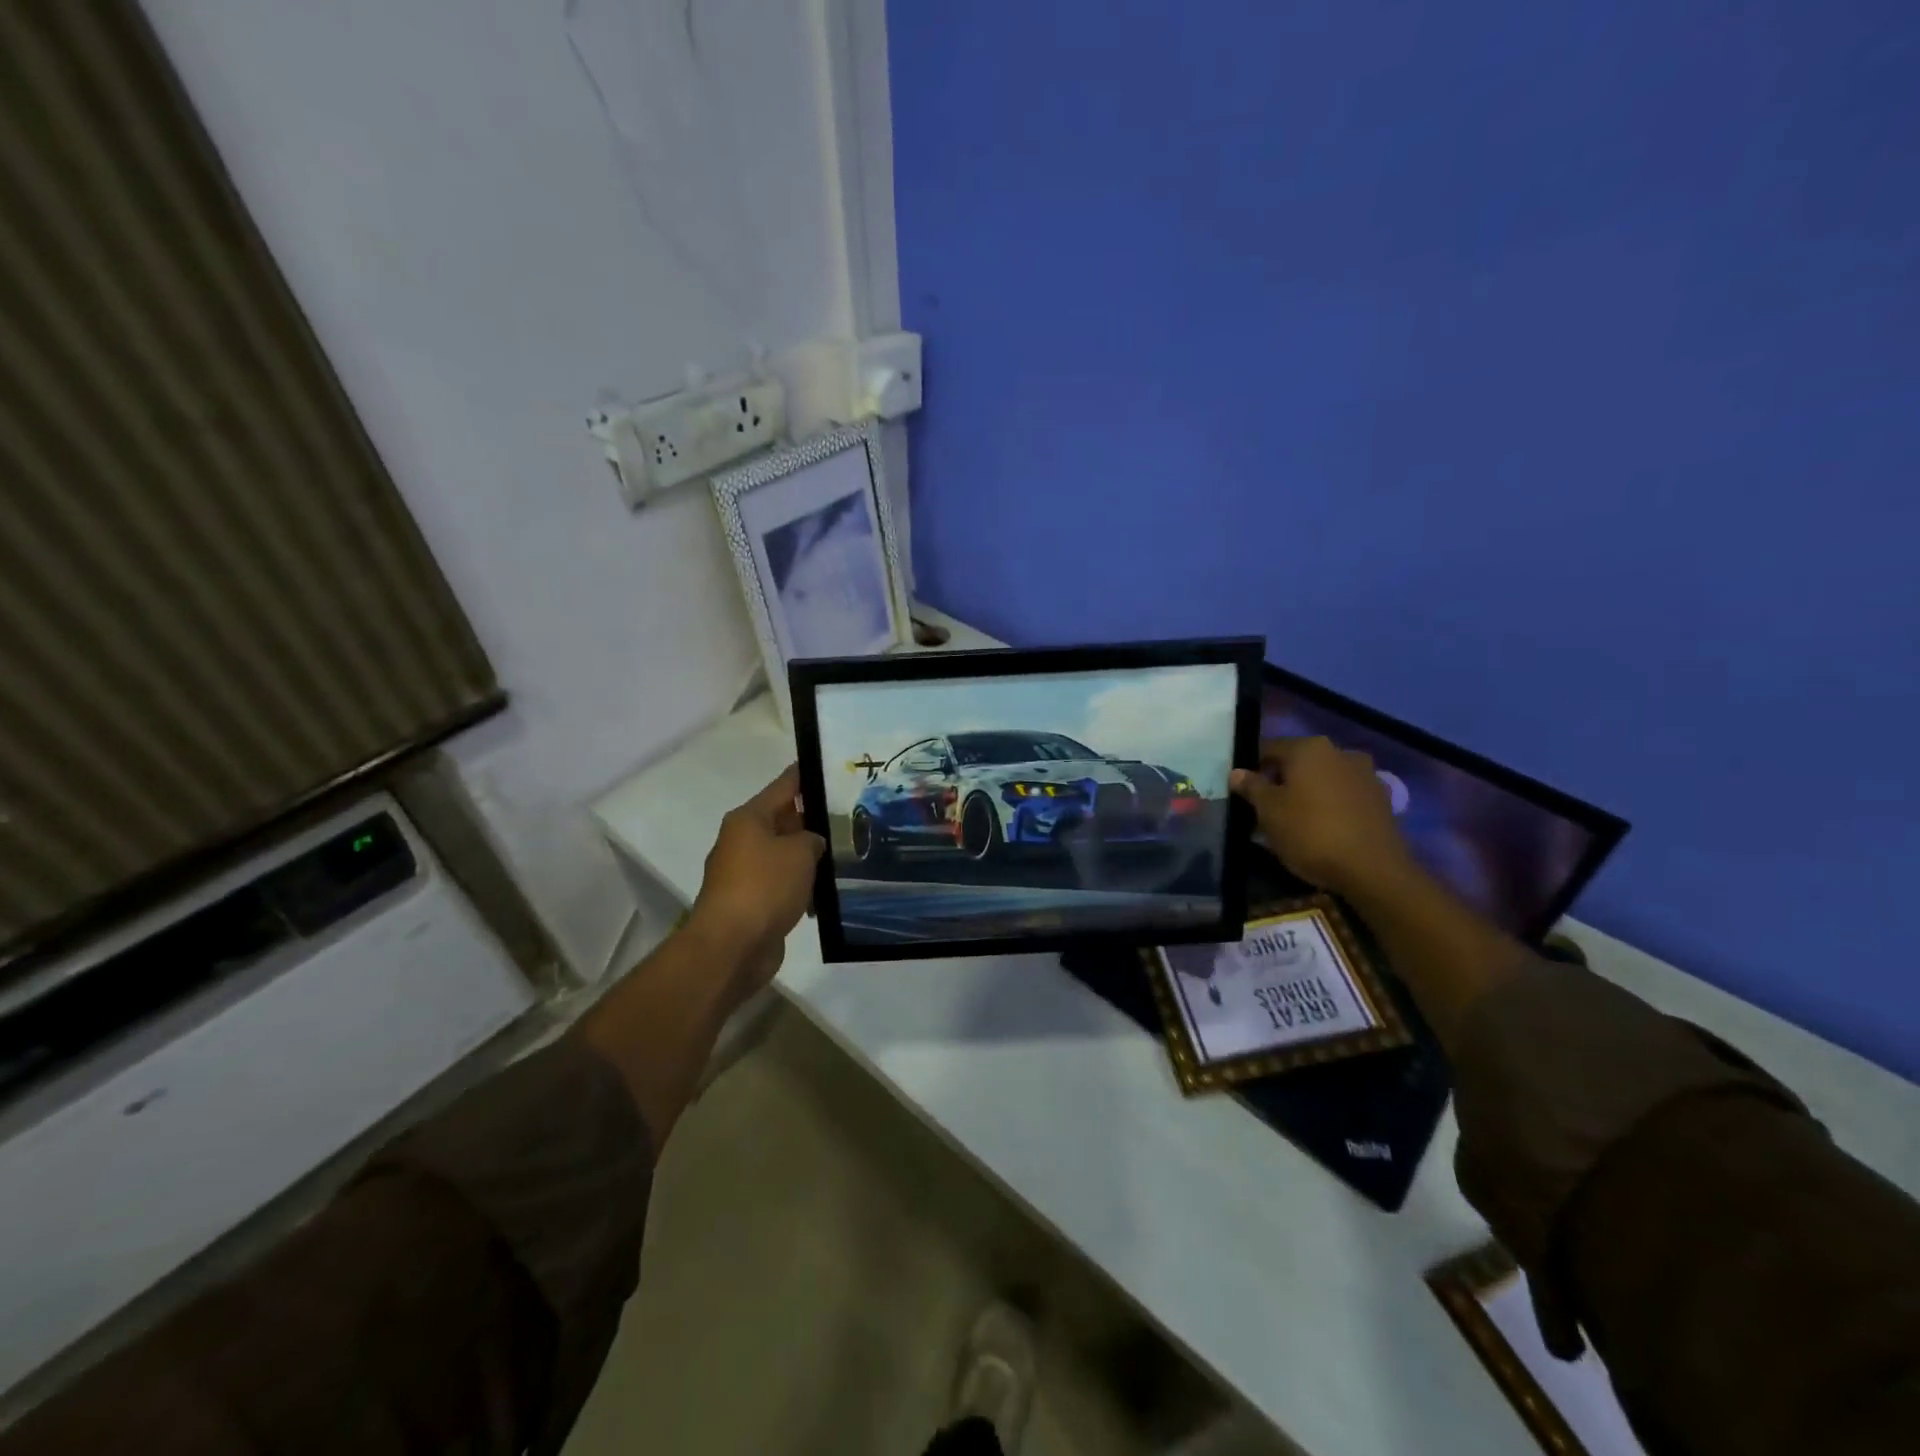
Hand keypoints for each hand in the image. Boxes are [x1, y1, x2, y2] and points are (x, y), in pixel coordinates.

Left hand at [688, 766, 825, 991]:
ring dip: (810, 857)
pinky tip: (827, 892)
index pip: (784, 786)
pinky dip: (802, 886)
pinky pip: (783, 884)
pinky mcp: (752, 902)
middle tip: (851, 815)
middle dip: (814, 819)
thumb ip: (813, 839)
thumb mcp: (799, 852)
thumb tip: (811, 843)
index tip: (829, 765)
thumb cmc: (765, 886)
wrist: (732, 946)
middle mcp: (744, 840)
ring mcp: (745, 873)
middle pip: (784, 820)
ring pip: (785, 854)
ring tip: (847, 854)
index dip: (806, 775)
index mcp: (749, 818)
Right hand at [1230, 737, 1411, 896]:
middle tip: (1266, 809)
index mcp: (1309, 748)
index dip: (1252, 769)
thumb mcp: (1269, 811)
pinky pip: (1344, 796)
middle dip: (1282, 781)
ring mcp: (1365, 775)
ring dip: (1307, 793)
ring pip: (1323, 779)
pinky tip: (1322, 829)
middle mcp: (1340, 752)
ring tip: (1294, 822)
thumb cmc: (1311, 832)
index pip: (1269, 749)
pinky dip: (1330, 806)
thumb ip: (1252, 787)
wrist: (1373, 870)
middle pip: (1299, 762)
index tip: (1243, 792)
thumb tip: (1237, 772)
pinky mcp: (1382, 800)